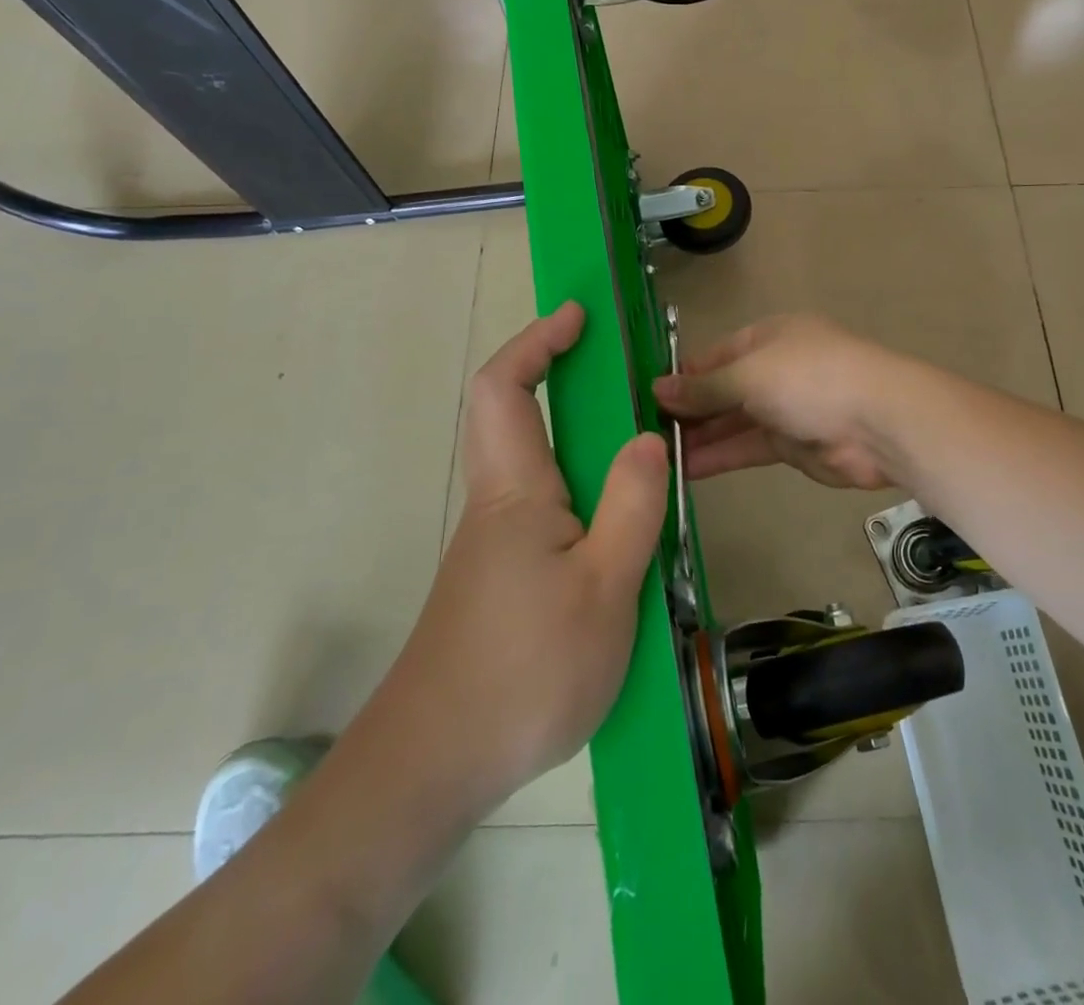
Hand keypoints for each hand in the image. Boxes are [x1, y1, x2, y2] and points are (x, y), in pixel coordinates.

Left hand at [383, 302, 670, 811]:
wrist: (435, 766)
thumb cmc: (525, 671)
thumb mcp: (604, 588)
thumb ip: (632, 507)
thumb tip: (648, 436)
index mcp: (516, 490)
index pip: (505, 387)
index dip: (536, 341)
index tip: (578, 317)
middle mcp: (498, 503)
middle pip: (512, 416)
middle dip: (556, 374)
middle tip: (618, 371)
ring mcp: (494, 544)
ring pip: (531, 464)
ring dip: (572, 434)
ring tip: (634, 443)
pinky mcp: (500, 579)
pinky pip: (541, 508)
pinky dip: (577, 485)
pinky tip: (616, 526)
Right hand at [654, 314, 906, 489]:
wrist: (878, 422)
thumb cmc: (809, 379)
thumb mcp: (749, 374)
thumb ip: (704, 387)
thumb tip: (657, 387)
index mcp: (767, 338)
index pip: (714, 355)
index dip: (682, 375)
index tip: (646, 396)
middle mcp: (773, 369)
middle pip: (721, 390)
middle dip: (687, 409)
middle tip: (644, 432)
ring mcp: (784, 408)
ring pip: (732, 422)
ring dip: (698, 436)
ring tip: (656, 455)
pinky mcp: (791, 445)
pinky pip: (747, 447)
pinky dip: (719, 456)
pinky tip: (685, 469)